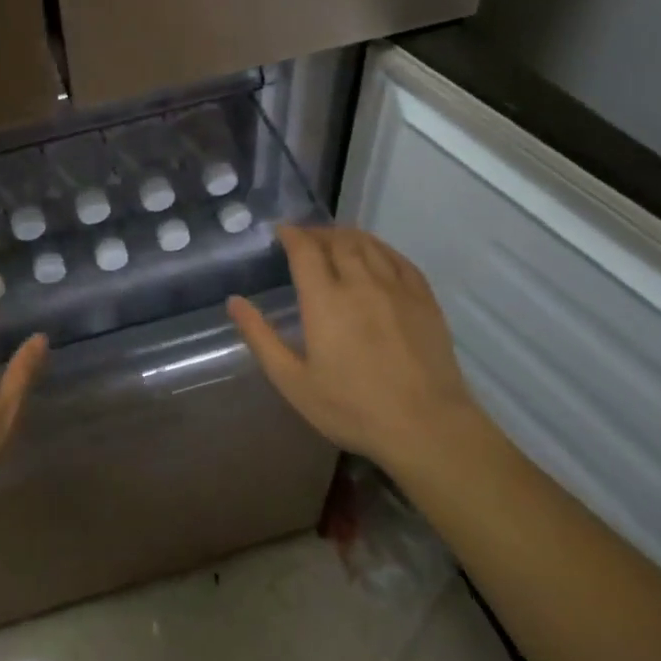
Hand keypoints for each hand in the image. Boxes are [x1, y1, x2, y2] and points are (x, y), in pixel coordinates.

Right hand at [228, 225, 478, 473]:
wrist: (427, 428)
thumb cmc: (352, 408)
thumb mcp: (293, 381)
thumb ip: (260, 337)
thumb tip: (234, 301)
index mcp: (325, 300)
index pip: (305, 249)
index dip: (291, 235)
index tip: (281, 232)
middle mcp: (360, 283)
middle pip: (337, 240)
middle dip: (317, 233)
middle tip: (305, 238)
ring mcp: (396, 289)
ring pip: (369, 244)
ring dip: (347, 236)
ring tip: (335, 241)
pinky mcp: (424, 300)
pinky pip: (398, 259)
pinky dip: (379, 248)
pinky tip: (374, 256)